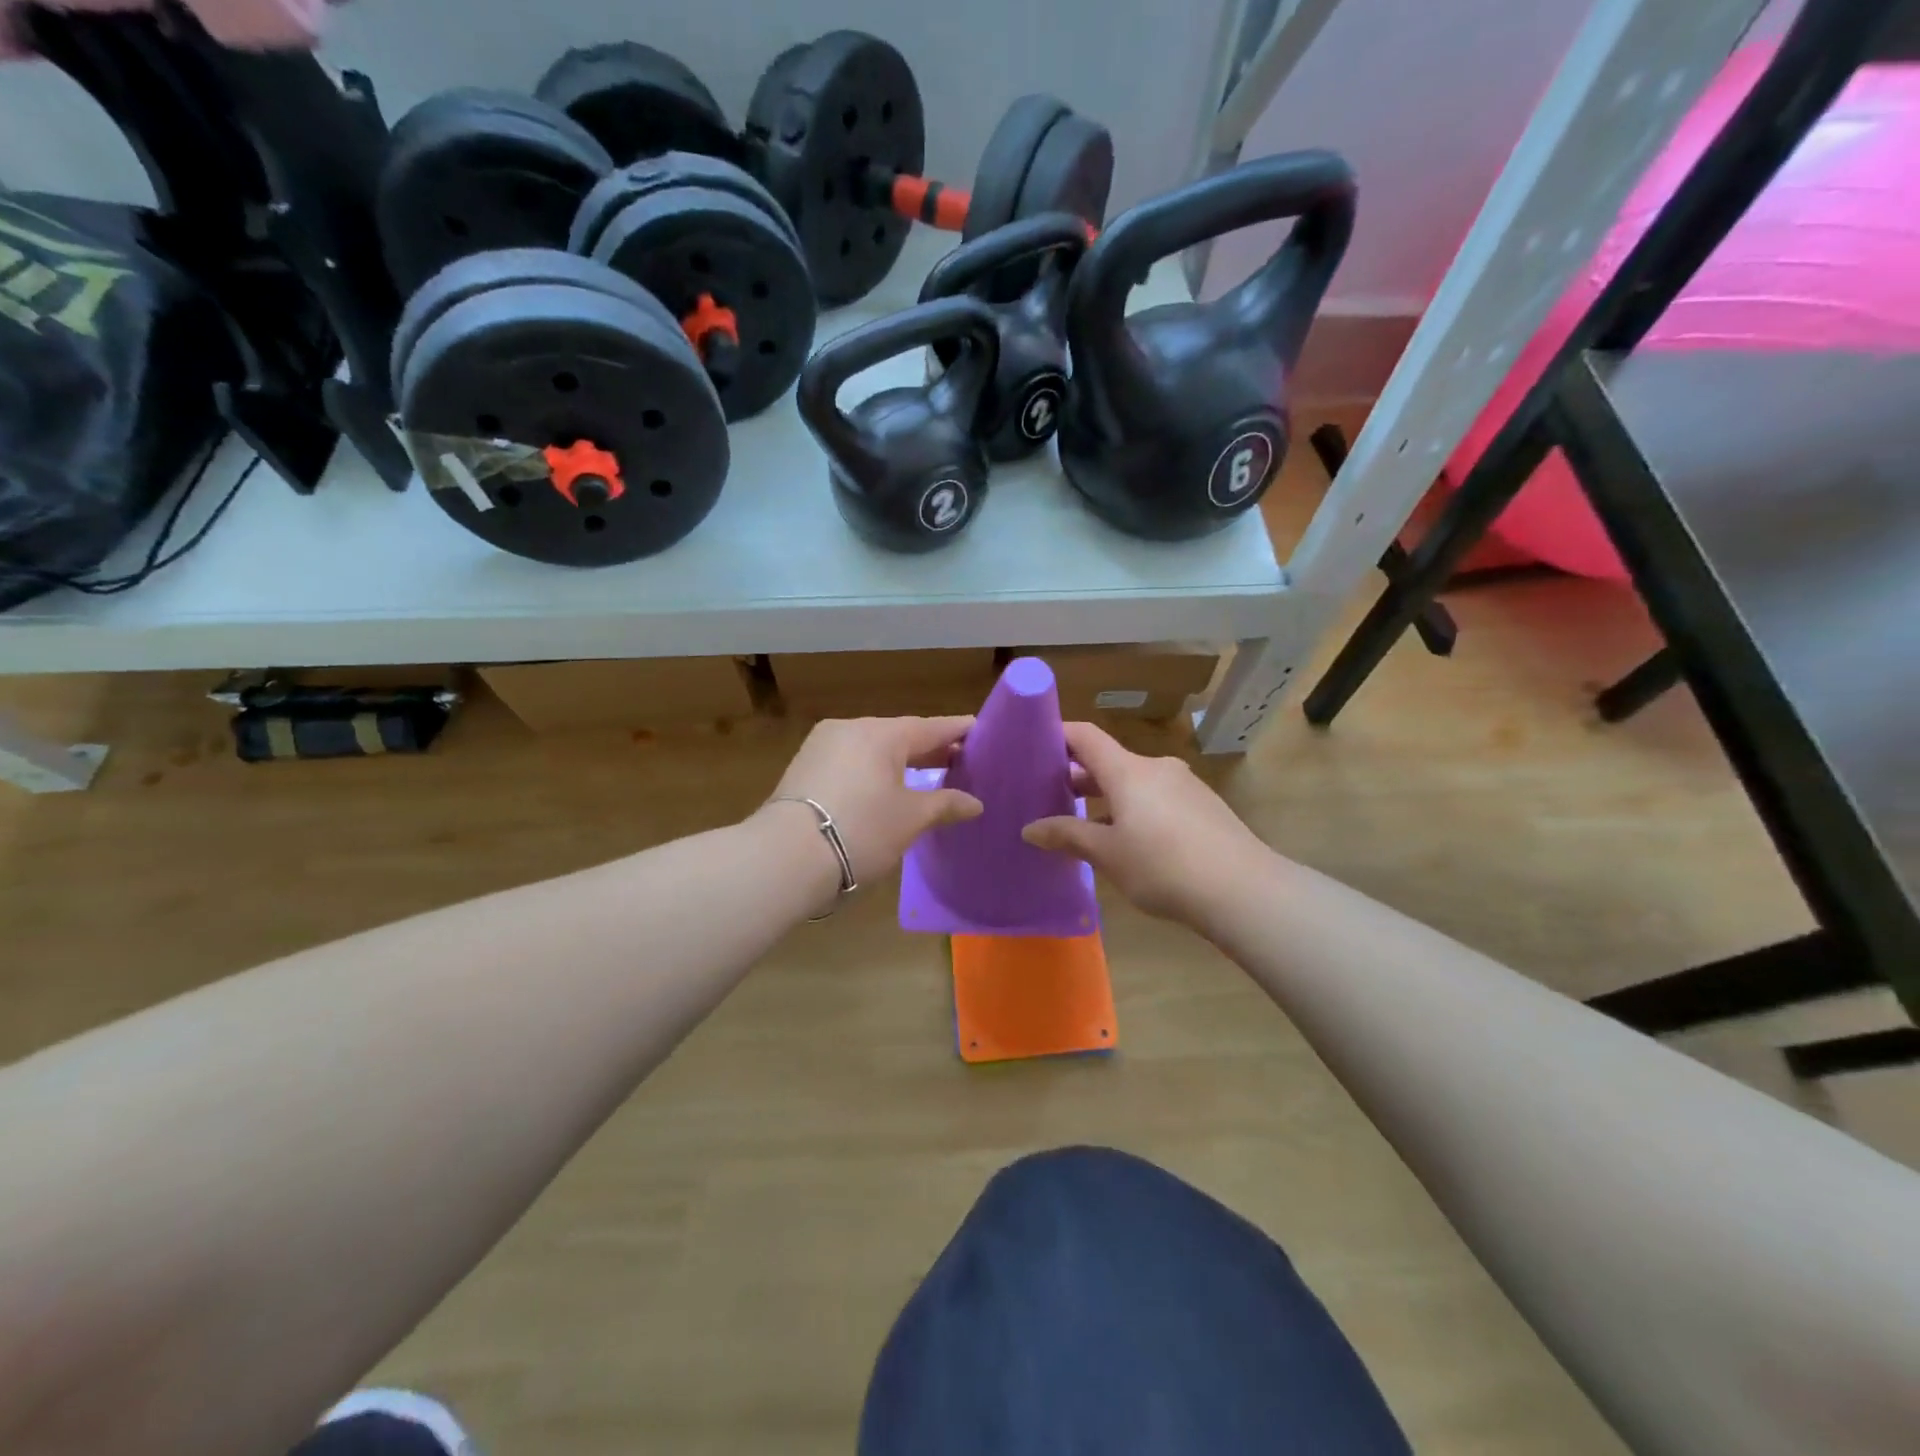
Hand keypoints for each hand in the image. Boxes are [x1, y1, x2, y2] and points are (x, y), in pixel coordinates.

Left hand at [762, 716, 982, 890]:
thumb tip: (975, 803)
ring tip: (926, 777)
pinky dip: (874, 771)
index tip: (979, 731)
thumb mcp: (910, 819)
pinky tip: (885, 788)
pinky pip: (851, 761)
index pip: (930, 727)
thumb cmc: (861, 830)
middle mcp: (851, 729)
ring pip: (872, 748)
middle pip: (900, 735)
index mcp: (881, 733)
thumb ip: (945, 805)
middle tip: (960, 760)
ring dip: (900, 762)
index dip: (957, 731)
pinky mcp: (804, 768)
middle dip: (929, 750)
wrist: (786, 857)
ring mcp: (822, 746)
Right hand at [1022, 722, 1269, 923]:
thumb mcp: (1107, 854)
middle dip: (1078, 776)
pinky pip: (1156, 799)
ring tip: (1083, 825)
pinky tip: (1128, 843)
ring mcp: (1184, 786)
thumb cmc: (1163, 866)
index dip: (1058, 735)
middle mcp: (1156, 768)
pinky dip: (1134, 810)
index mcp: (1128, 770)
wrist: (1242, 889)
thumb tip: (1030, 828)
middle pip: (1109, 761)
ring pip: (1134, 783)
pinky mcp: (1203, 807)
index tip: (1033, 745)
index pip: (1086, 736)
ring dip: (1106, 798)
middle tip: (1048, 796)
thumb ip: (1067, 836)